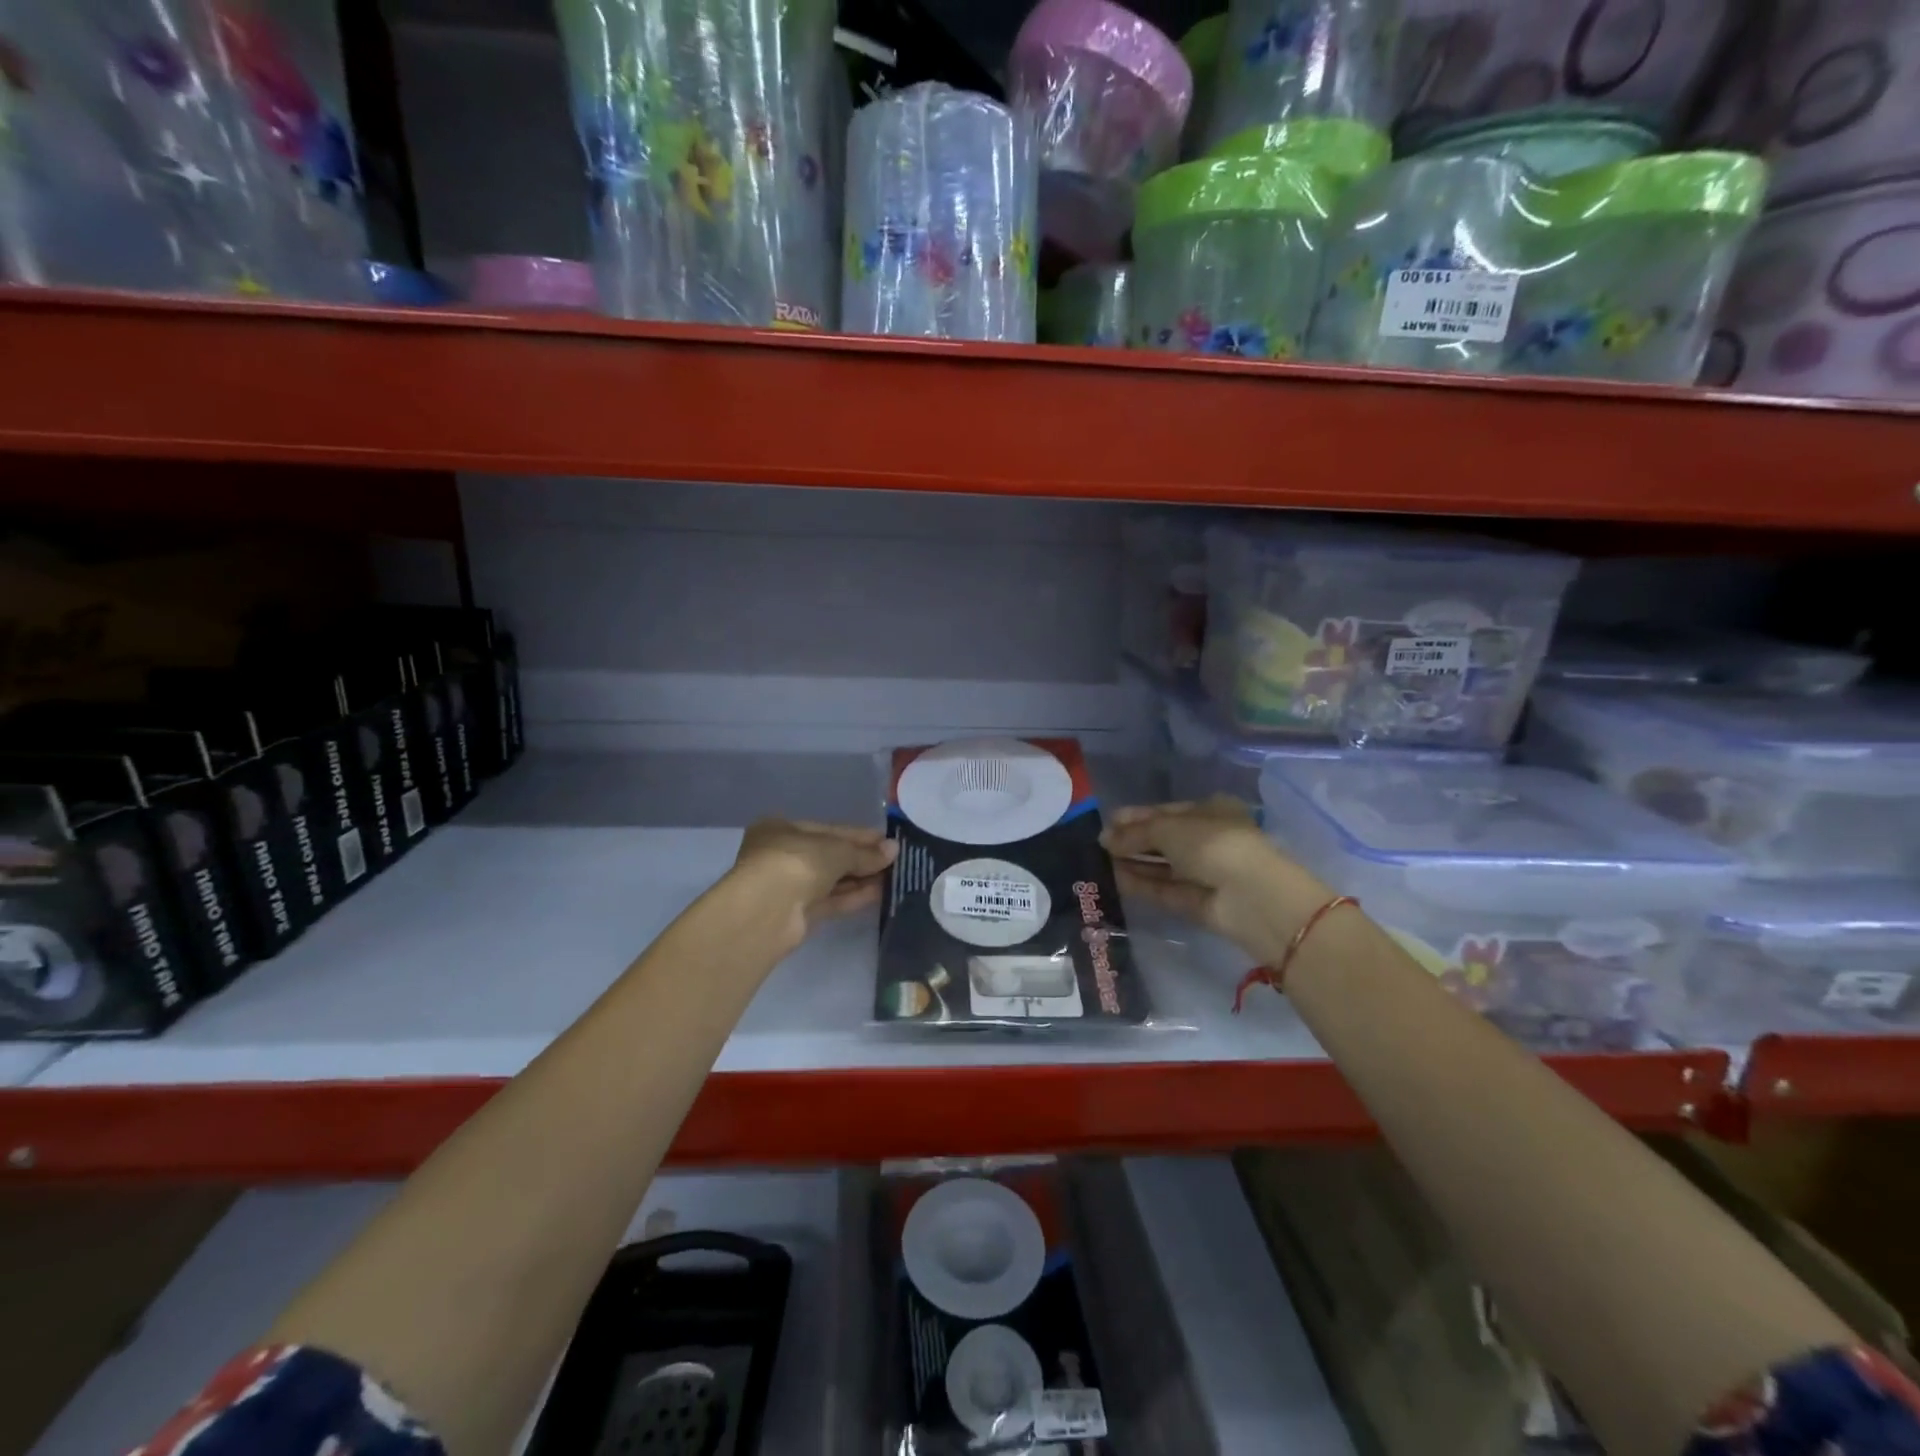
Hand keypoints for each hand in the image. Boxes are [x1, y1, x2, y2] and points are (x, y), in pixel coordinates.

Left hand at [731, 818, 898, 951]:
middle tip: (895, 859)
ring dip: (860, 878)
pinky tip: (880, 892)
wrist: (767, 911)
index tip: (887, 840)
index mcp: (781, 829)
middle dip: (862, 858)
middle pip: (829, 856)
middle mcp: (781, 855)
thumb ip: (865, 852)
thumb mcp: (837, 850)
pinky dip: (852, 896)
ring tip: (893, 876)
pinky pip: (830, 901)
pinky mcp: (796, 914)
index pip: (828, 829)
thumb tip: (894, 849)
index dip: (859, 835)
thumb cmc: (797, 862)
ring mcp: (788, 887)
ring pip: (830, 880)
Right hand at [1101, 798, 1328, 963]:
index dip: (1137, 816)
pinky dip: (1141, 884)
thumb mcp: (1168, 828)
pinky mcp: (1197, 903)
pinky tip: (1114, 879)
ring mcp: (1204, 873)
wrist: (1250, 896)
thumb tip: (1105, 838)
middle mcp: (1209, 840)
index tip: (1108, 821)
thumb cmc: (1213, 844)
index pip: (1167, 811)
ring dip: (1133, 863)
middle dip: (1133, 841)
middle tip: (1099, 844)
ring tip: (1099, 861)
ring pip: (1163, 866)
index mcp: (1211, 811)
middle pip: (1163, 840)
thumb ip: (1135, 833)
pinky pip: (1164, 889)